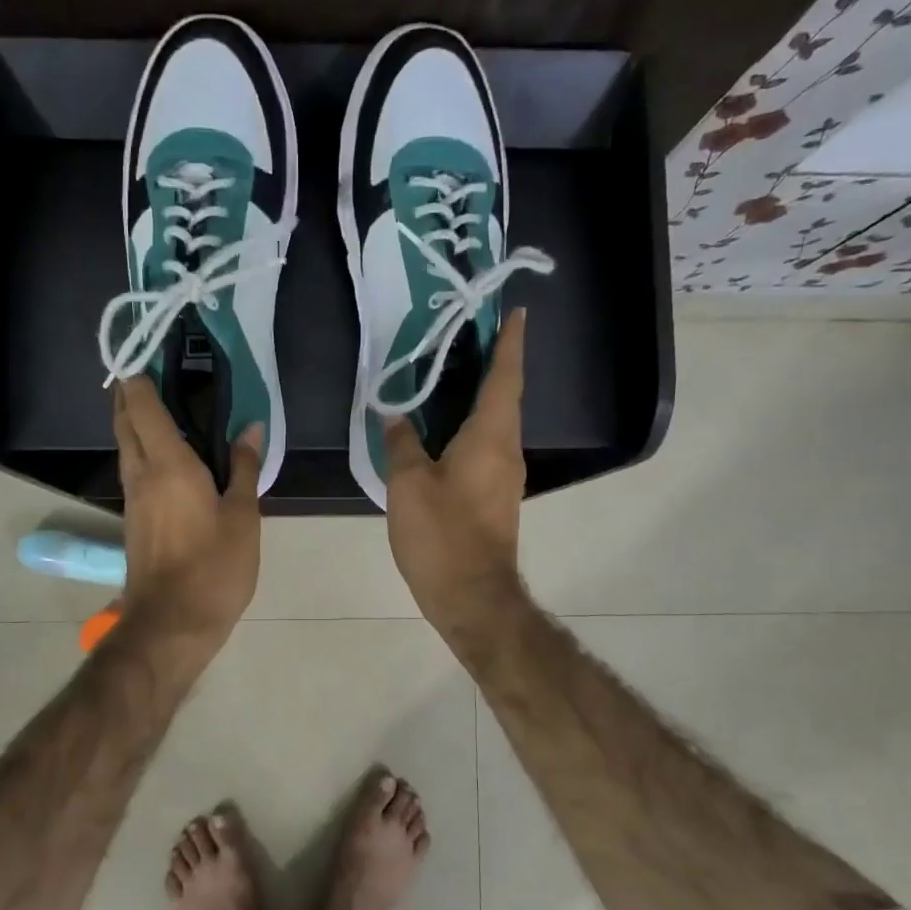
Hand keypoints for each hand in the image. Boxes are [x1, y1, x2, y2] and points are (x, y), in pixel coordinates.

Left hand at [114, 378, 261, 649]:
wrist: (172, 624)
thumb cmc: (214, 568)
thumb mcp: (242, 517)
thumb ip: (245, 468)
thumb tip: (252, 426)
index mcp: (168, 465)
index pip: (143, 406)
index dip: (139, 376)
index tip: (144, 350)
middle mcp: (141, 474)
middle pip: (124, 422)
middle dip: (128, 393)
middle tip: (146, 369)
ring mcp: (132, 499)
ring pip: (125, 447)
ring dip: (132, 421)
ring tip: (155, 403)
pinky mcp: (133, 520)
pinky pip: (133, 470)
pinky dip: (140, 449)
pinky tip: (162, 454)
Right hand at [383, 309, 530, 643]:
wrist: (472, 597)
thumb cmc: (442, 535)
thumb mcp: (409, 485)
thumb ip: (401, 443)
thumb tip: (394, 414)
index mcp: (491, 436)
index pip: (505, 377)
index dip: (510, 342)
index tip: (517, 312)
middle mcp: (507, 450)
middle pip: (504, 397)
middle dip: (492, 364)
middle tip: (467, 337)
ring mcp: (505, 476)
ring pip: (495, 424)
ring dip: (480, 397)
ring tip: (450, 376)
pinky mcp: (495, 497)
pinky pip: (486, 448)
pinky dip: (471, 428)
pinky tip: (443, 431)